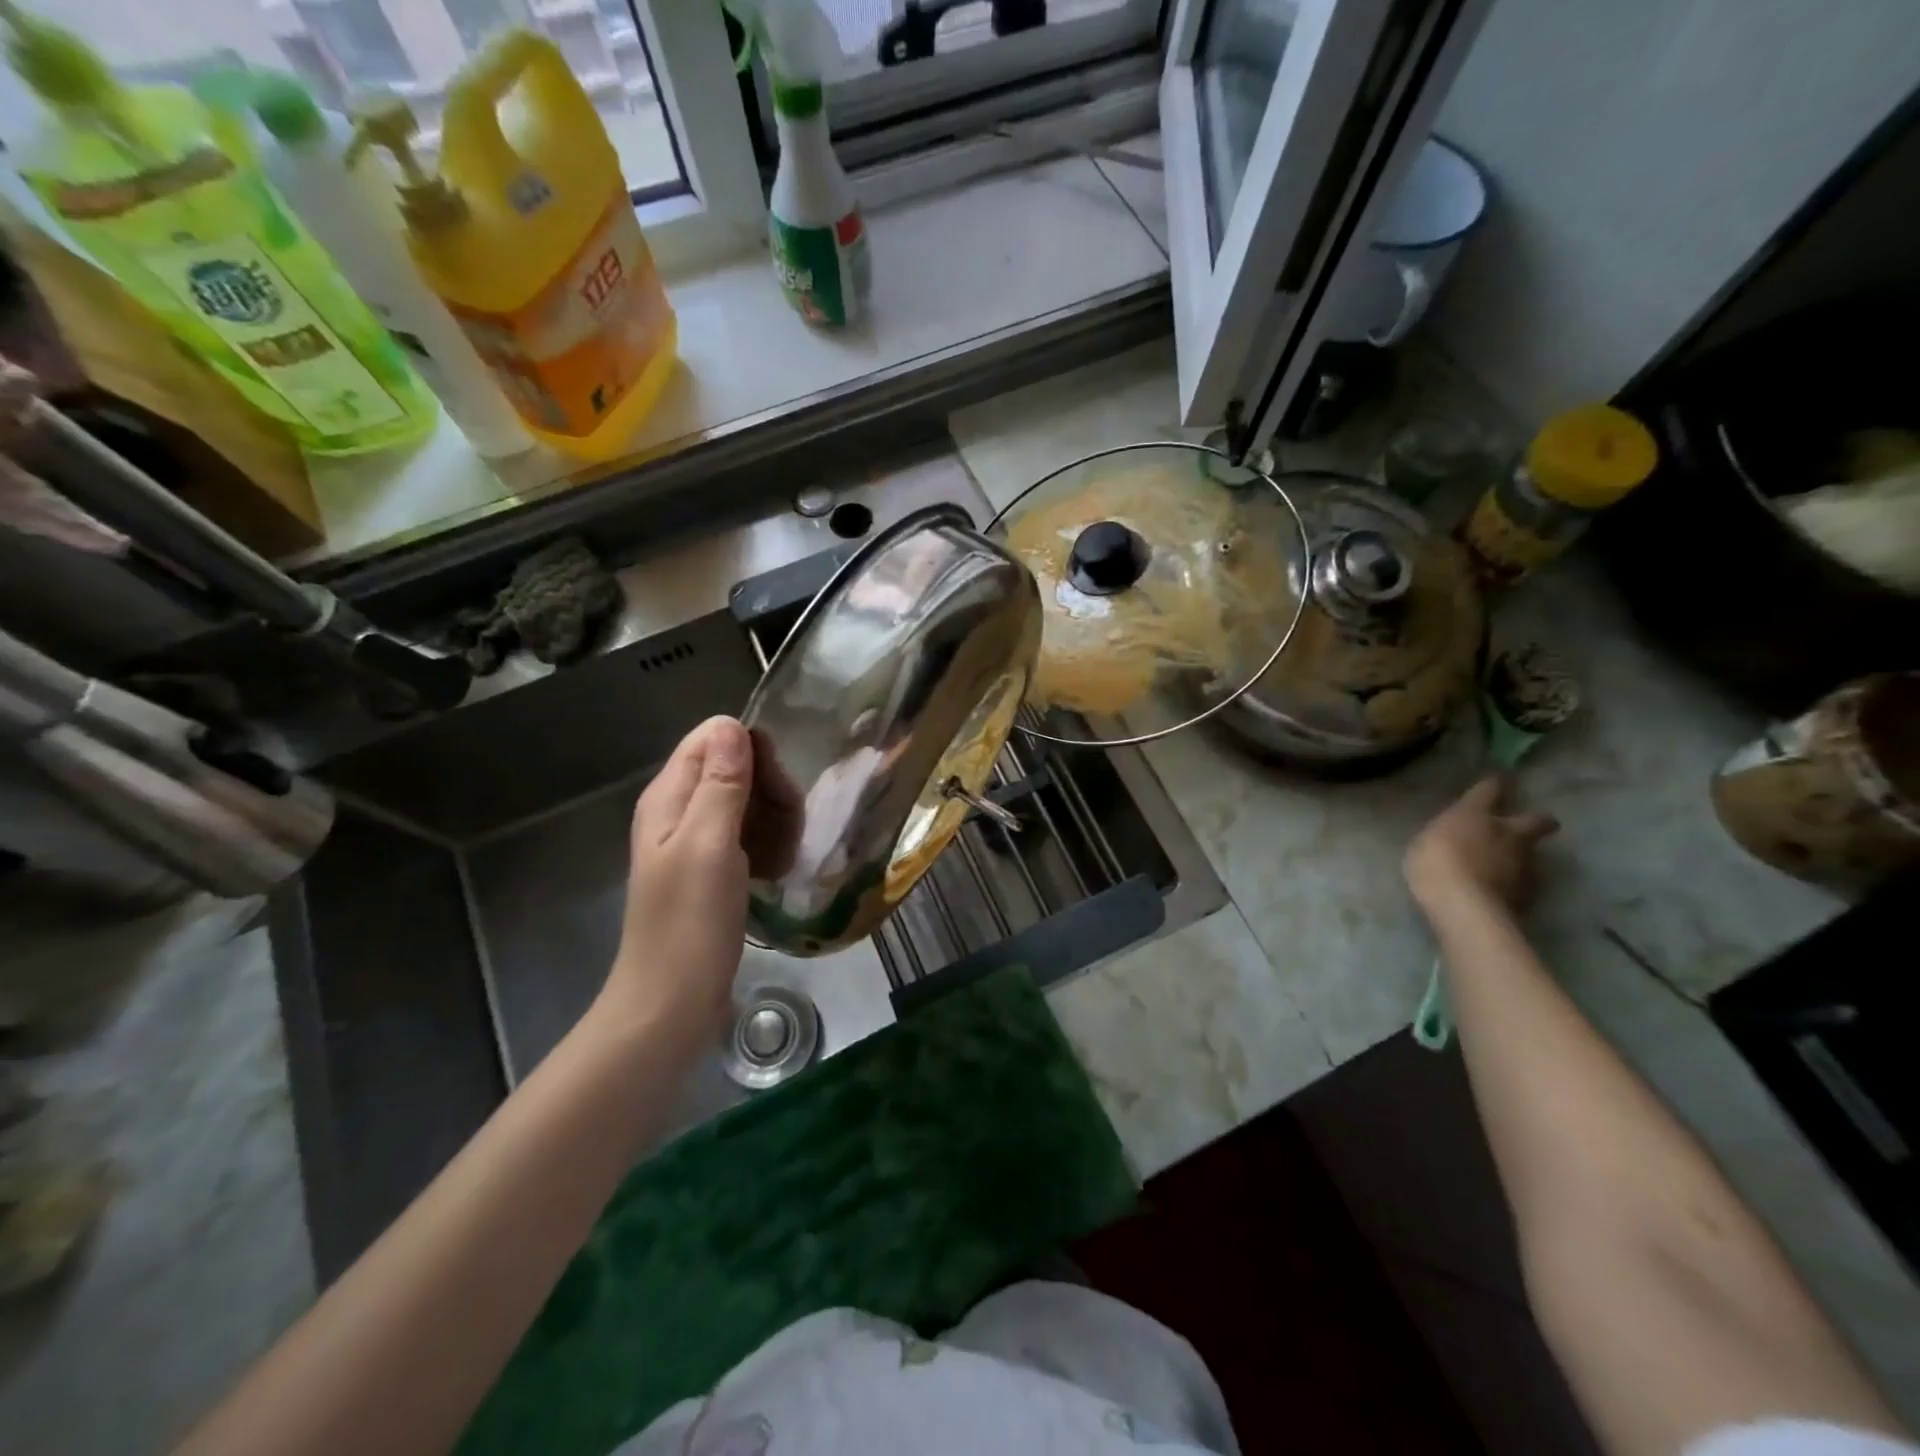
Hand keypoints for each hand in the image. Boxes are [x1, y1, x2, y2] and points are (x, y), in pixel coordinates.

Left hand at [601, 716, 753, 1048]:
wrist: (671, 1004)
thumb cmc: (689, 924)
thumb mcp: (709, 845)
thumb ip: (721, 783)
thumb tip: (731, 723)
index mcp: (669, 797)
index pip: (714, 738)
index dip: (752, 752)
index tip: (777, 789)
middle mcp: (680, 811)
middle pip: (735, 768)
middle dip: (771, 790)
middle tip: (789, 830)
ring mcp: (697, 842)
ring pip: (748, 802)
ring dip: (776, 821)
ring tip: (784, 857)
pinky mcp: (714, 870)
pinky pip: (750, 836)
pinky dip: (769, 846)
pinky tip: (777, 870)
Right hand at [1405, 775, 1558, 918]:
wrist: (1464, 906)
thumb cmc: (1433, 865)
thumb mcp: (1424, 843)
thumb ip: (1445, 835)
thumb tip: (1453, 835)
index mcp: (1476, 814)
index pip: (1490, 788)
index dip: (1495, 784)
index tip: (1499, 782)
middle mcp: (1508, 832)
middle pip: (1537, 819)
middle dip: (1537, 820)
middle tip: (1530, 824)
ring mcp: (1524, 863)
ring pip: (1531, 852)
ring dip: (1521, 854)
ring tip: (1504, 865)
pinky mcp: (1530, 891)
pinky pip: (1525, 879)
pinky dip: (1514, 881)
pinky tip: (1500, 889)